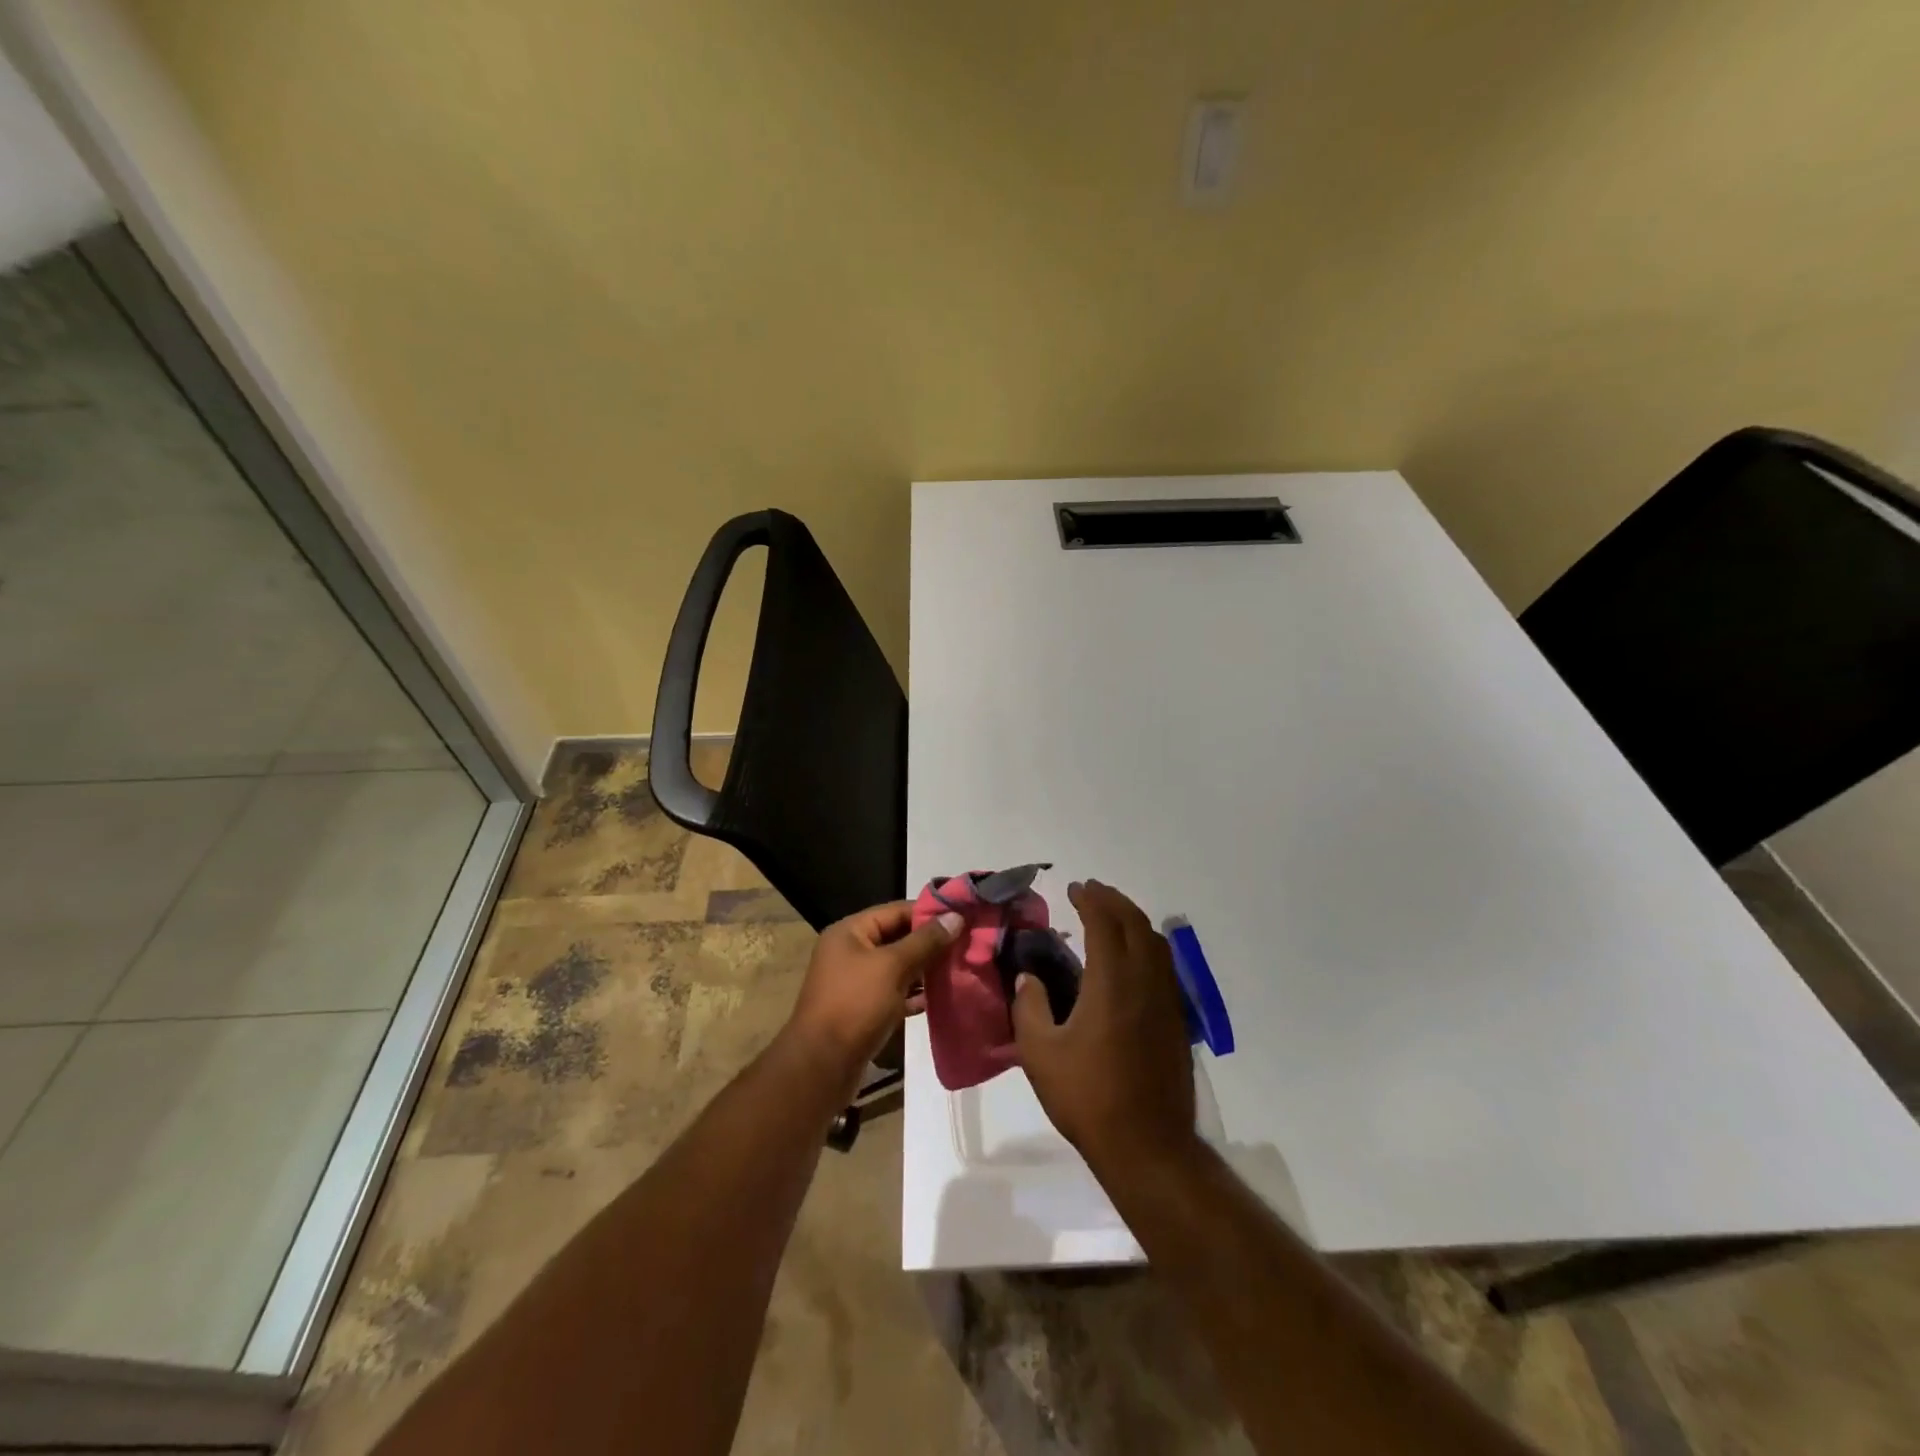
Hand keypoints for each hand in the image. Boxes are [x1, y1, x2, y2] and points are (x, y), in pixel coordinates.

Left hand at [784, 901, 960, 1097]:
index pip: (896, 911)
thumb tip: (956, 916)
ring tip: (960, 968)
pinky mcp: (863, 1009)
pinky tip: (940, 998)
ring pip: (898, 967)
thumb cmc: (855, 1005)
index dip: (929, 912)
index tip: (963, 916)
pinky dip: (915, 995)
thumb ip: (925, 941)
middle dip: (931, 943)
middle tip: (967, 944)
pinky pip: (894, 993)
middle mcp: (850, 952)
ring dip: (925, 969)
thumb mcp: (893, 967)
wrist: (821, 1066)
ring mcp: (855, 982)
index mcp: (850, 932)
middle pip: (898, 938)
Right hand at [1011, 880, 1197, 1175]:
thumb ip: (1030, 1008)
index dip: (1090, 900)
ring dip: (1133, 919)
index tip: (1074, 888)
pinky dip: (1147, 945)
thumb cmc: (1088, 1097)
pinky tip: (1132, 958)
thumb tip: (1027, 978)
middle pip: (1136, 924)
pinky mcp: (1177, 1021)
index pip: (1104, 924)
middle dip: (1114, 901)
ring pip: (1156, 943)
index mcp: (1112, 983)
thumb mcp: (1041, 1054)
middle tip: (1092, 892)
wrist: (1148, 1145)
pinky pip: (1164, 965)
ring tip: (1111, 915)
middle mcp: (1145, 982)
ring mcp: (1166, 1001)